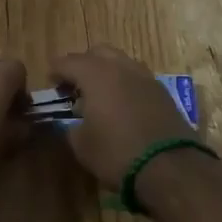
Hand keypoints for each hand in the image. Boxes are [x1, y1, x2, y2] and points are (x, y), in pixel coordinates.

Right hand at [51, 44, 198, 187]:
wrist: (171, 168)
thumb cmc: (117, 153)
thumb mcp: (82, 145)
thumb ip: (70, 127)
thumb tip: (71, 122)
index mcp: (96, 74)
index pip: (68, 62)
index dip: (56, 71)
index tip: (50, 83)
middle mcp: (121, 67)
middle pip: (97, 52)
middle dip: (83, 64)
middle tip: (74, 86)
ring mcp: (145, 77)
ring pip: (121, 62)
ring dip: (107, 72)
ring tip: (100, 95)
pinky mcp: (163, 92)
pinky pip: (137, 78)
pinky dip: (125, 84)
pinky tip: (122, 105)